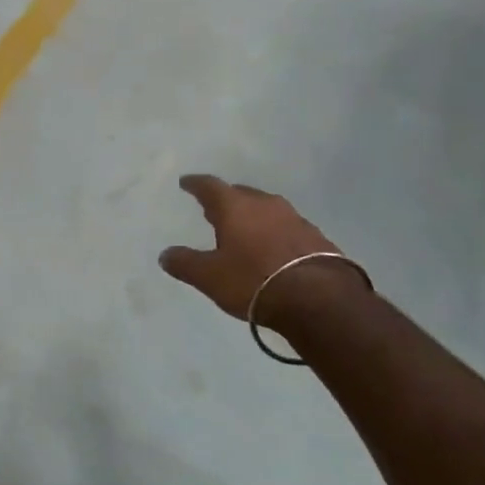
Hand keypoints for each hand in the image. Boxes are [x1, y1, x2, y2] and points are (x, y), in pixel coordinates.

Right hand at [159, 176, 356, 330]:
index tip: (186, 183)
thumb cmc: (254, 281)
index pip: (209, 186)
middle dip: (226, 200)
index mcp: (235, 207)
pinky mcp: (318, 238)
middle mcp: (266, 204)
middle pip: (241, 194)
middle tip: (214, 209)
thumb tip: (165, 255)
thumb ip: (185, 263)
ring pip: (267, 210)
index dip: (195, 184)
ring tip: (244, 229)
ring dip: (254, 216)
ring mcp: (295, 219)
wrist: (320, 301)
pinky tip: (274, 249)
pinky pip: (288, 228)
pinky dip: (276, 233)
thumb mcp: (210, 277)